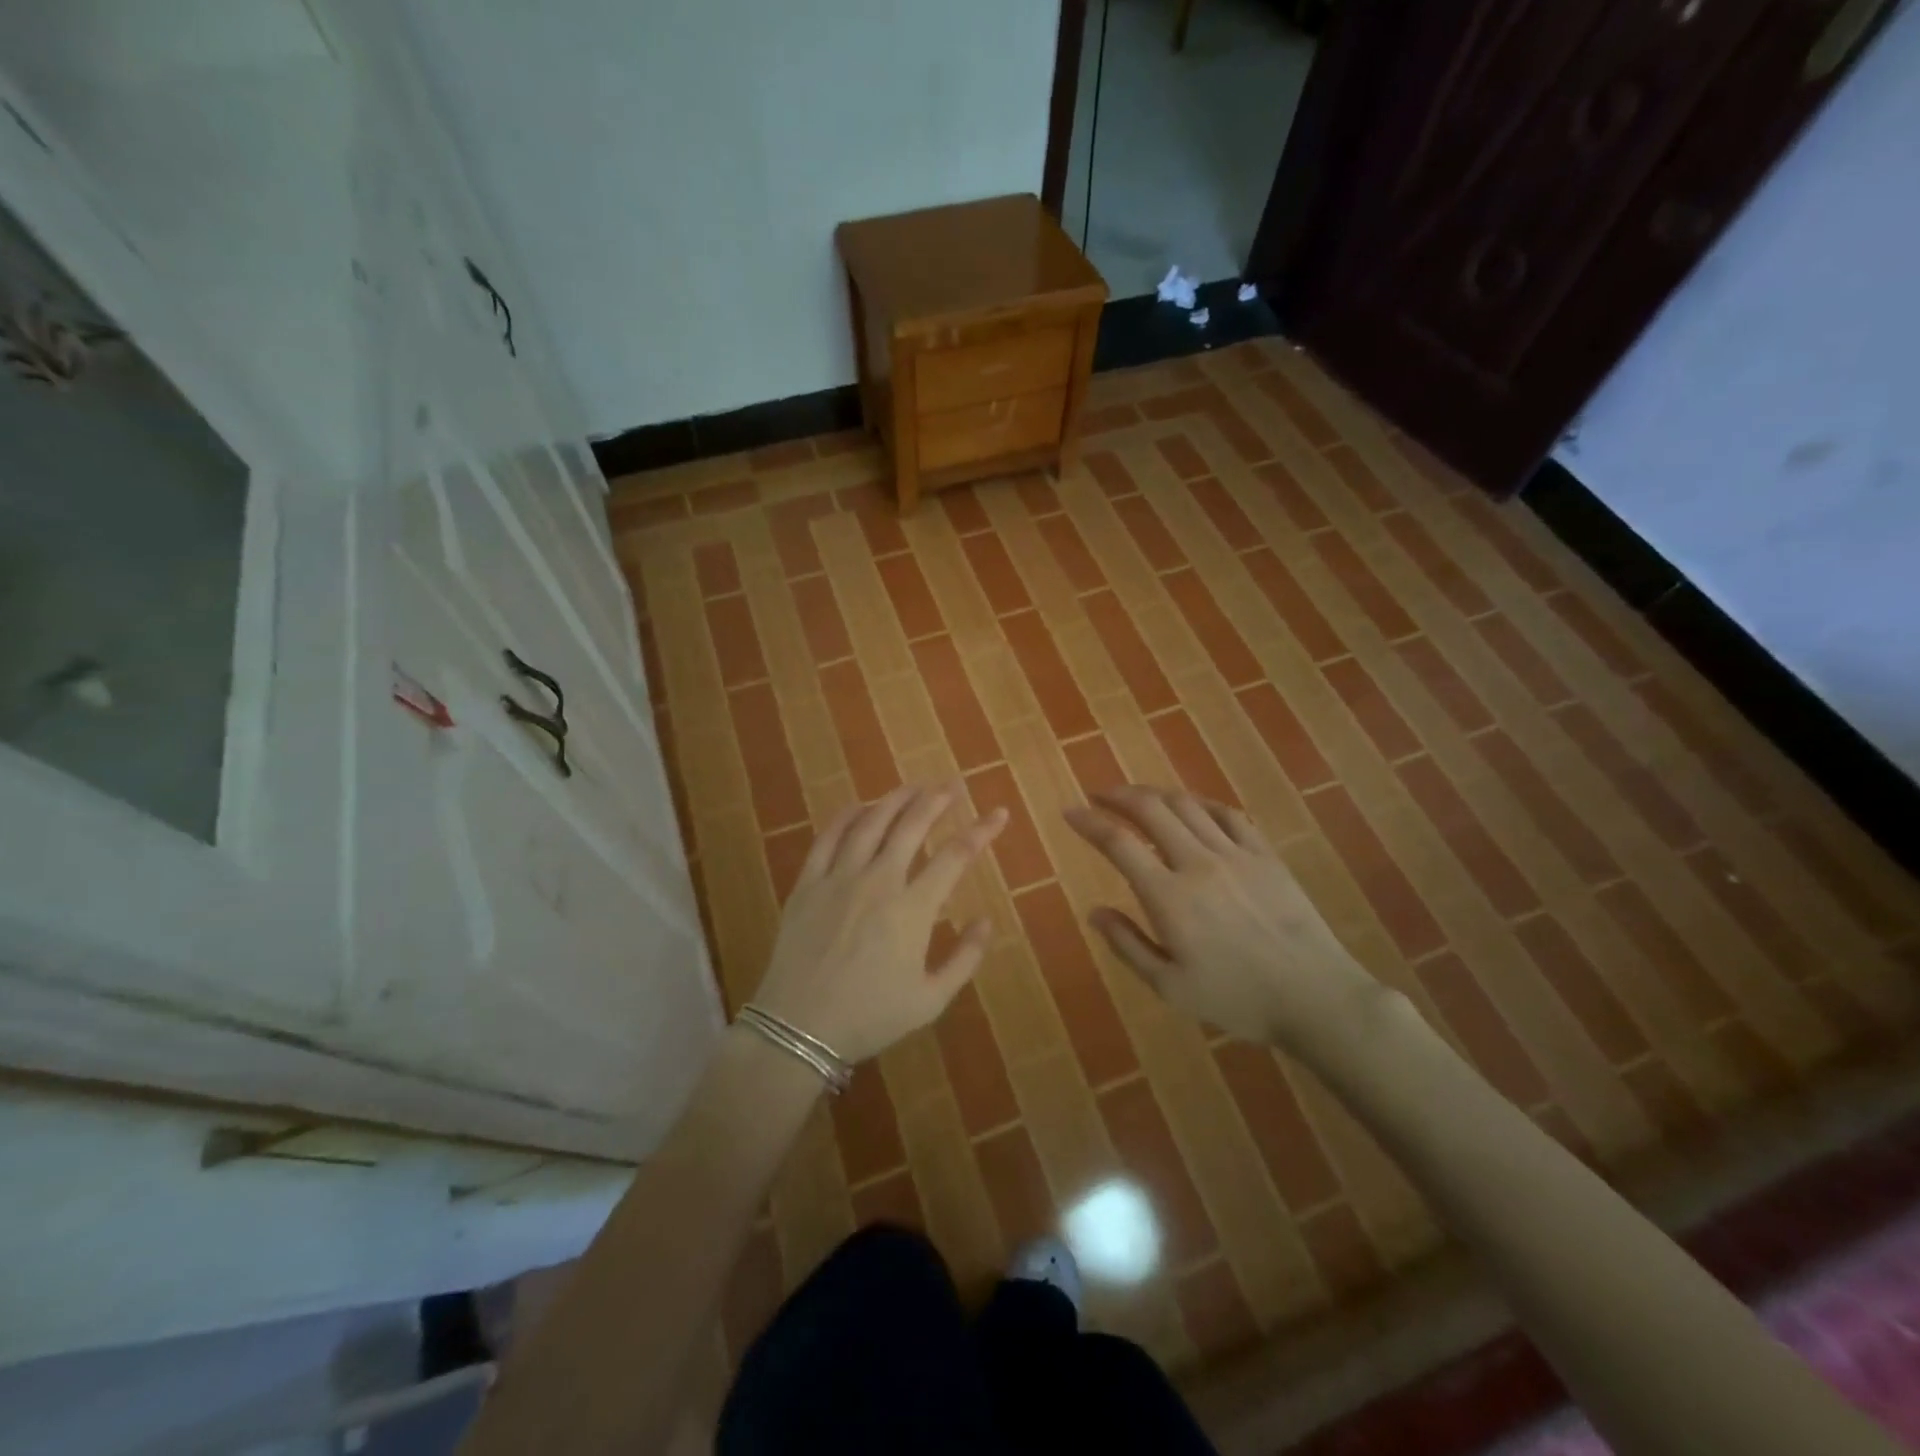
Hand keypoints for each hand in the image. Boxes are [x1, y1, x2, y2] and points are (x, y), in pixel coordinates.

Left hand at [753, 782, 1007, 1063]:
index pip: (955, 857)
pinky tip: (860, 806)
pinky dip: (847, 816)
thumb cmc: (869, 1017)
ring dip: (895, 799)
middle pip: (912, 826)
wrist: (798, 1028)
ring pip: (871, 822)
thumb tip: (986, 921)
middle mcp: (878, 882)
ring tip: (913, 787)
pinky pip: (828, 837)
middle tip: (952, 785)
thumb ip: (964, 959)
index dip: (981, 831)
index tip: (998, 814)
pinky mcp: (808, 883)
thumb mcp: (930, 1000)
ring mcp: (839, 878)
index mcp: (912, 910)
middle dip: (937, 800)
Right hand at [1064, 785, 1382, 1053]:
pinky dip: (1202, 803)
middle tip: (1098, 796)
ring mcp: (1236, 854)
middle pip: (1151, 809)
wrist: (1315, 996)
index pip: (1118, 843)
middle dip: (1118, 795)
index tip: (1069, 812)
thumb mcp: (1170, 987)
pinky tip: (1193, 808)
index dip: (1089, 822)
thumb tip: (1095, 912)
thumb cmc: (1237, 999)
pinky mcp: (1265, 855)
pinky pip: (1229, 814)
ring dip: (1155, 794)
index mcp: (1169, 897)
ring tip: (1138, 798)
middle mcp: (1198, 863)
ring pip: (1188, 804)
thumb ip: (1128, 945)